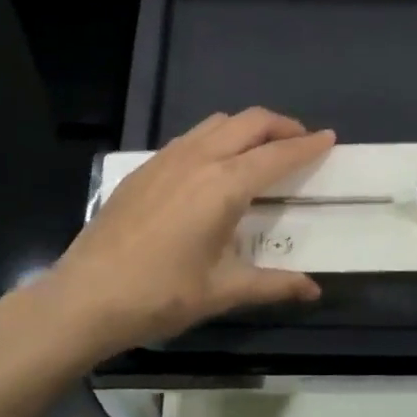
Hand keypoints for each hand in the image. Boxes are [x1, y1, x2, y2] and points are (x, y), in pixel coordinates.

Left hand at [38, 109, 335, 361]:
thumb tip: (313, 290)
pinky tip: (213, 167)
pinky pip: (190, 137)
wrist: (86, 295)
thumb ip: (273, 284)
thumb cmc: (161, 294)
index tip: (330, 137)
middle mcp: (199, 159)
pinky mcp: (144, 167)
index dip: (307, 145)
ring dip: (246, 127)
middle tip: (300, 141)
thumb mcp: (223, 291)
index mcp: (224, 185)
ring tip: (260, 150)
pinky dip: (215, 138)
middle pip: (249, 122)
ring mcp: (167, 158)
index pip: (277, 155)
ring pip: (217, 123)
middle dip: (281, 125)